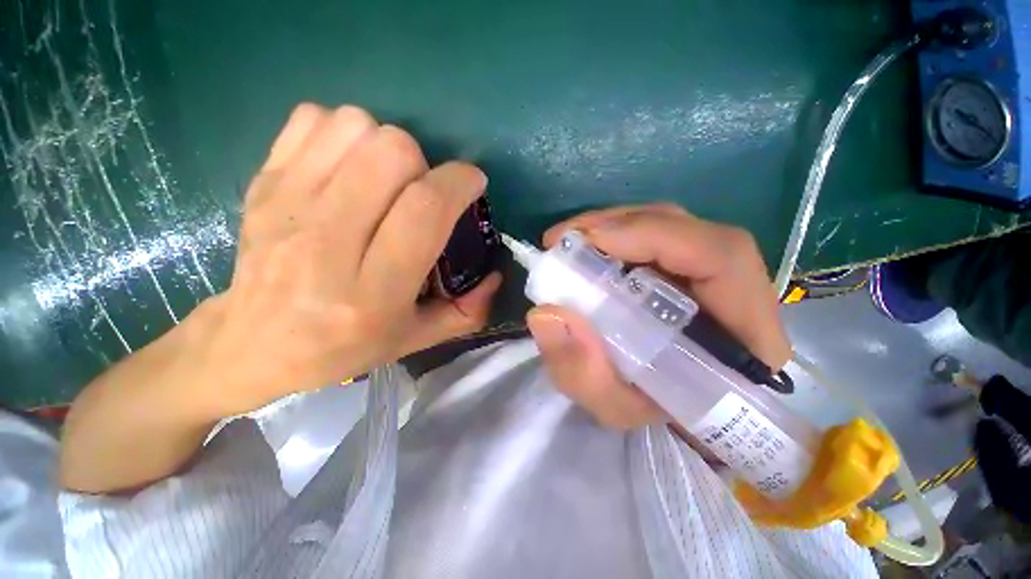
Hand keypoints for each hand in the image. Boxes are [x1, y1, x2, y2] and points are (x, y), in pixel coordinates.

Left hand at [196, 104, 499, 414]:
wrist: (253, 344)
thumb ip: (466, 312)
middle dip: (424, 162)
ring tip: (386, 179)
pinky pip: (313, 120)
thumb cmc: (343, 347)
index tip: (472, 183)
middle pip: (391, 153)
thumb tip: (495, 274)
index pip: (424, 209)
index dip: (459, 182)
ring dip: (385, 145)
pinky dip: (343, 132)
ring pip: (355, 128)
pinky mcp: (263, 183)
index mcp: (372, 291)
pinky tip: (348, 166)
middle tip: (422, 190)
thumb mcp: (415, 339)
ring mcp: (288, 206)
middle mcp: (327, 243)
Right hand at [526, 204, 790, 428]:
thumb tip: (545, 314)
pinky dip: (617, 235)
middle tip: (564, 239)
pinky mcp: (692, 269)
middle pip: (688, 230)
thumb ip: (582, 372)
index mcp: (744, 336)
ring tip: (571, 241)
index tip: (590, 241)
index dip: (655, 235)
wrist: (684, 412)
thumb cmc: (658, 416)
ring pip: (669, 227)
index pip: (721, 257)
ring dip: (613, 226)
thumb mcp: (616, 407)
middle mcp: (739, 293)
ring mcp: (715, 274)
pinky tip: (589, 248)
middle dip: (619, 225)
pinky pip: (656, 237)